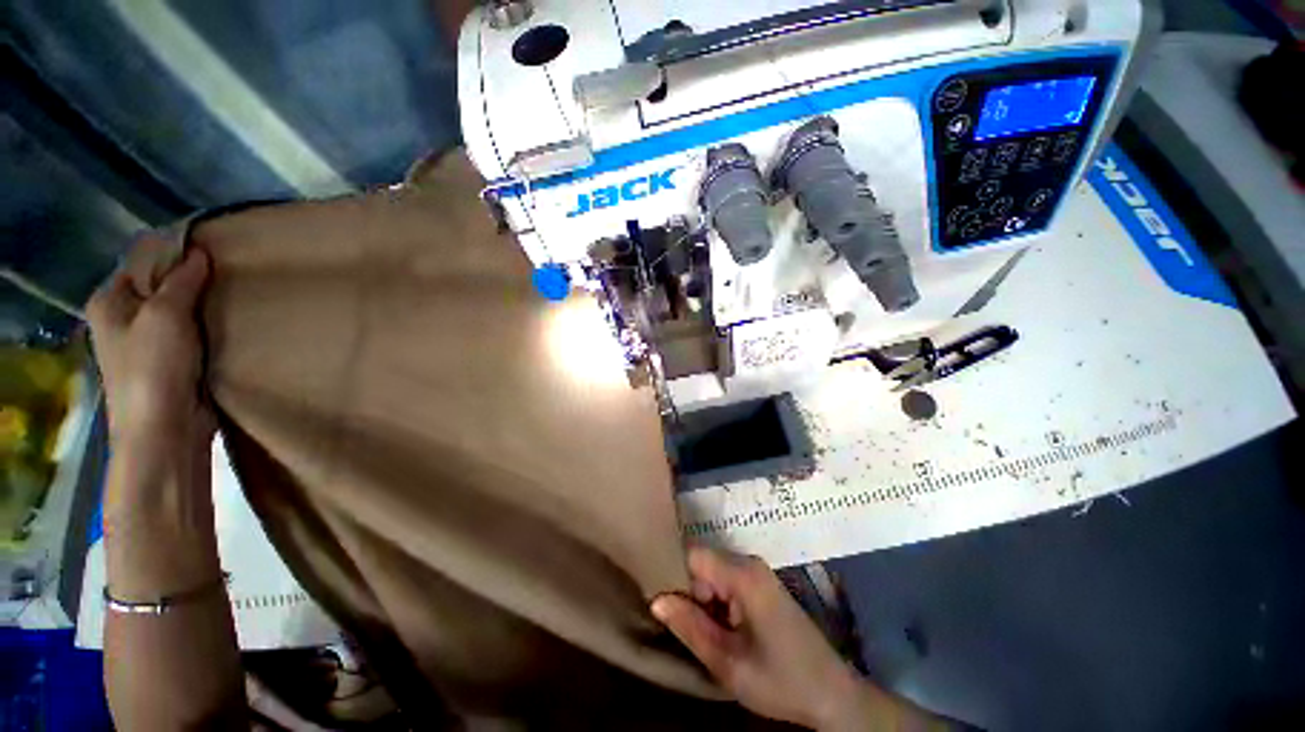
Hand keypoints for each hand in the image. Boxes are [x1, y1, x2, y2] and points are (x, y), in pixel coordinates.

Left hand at [87, 238, 213, 456]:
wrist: (165, 428)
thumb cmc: (153, 368)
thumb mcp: (165, 314)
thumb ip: (181, 281)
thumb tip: (199, 252)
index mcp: (109, 301)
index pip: (141, 262)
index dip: (173, 254)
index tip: (210, 251)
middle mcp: (123, 319)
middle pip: (161, 287)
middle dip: (191, 281)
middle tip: (226, 275)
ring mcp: (146, 343)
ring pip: (179, 312)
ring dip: (202, 307)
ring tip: (232, 297)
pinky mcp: (171, 363)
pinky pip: (191, 334)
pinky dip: (208, 328)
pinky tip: (227, 324)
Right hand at [651, 547, 868, 728]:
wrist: (832, 694)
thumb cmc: (780, 680)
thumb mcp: (728, 663)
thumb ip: (690, 627)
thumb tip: (656, 599)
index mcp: (743, 575)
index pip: (693, 555)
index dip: (672, 573)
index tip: (656, 600)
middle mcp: (749, 563)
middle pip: (702, 563)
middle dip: (687, 592)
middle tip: (681, 628)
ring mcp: (757, 573)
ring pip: (712, 573)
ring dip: (701, 600)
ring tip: (700, 633)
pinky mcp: (761, 584)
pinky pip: (726, 581)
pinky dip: (715, 602)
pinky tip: (719, 630)